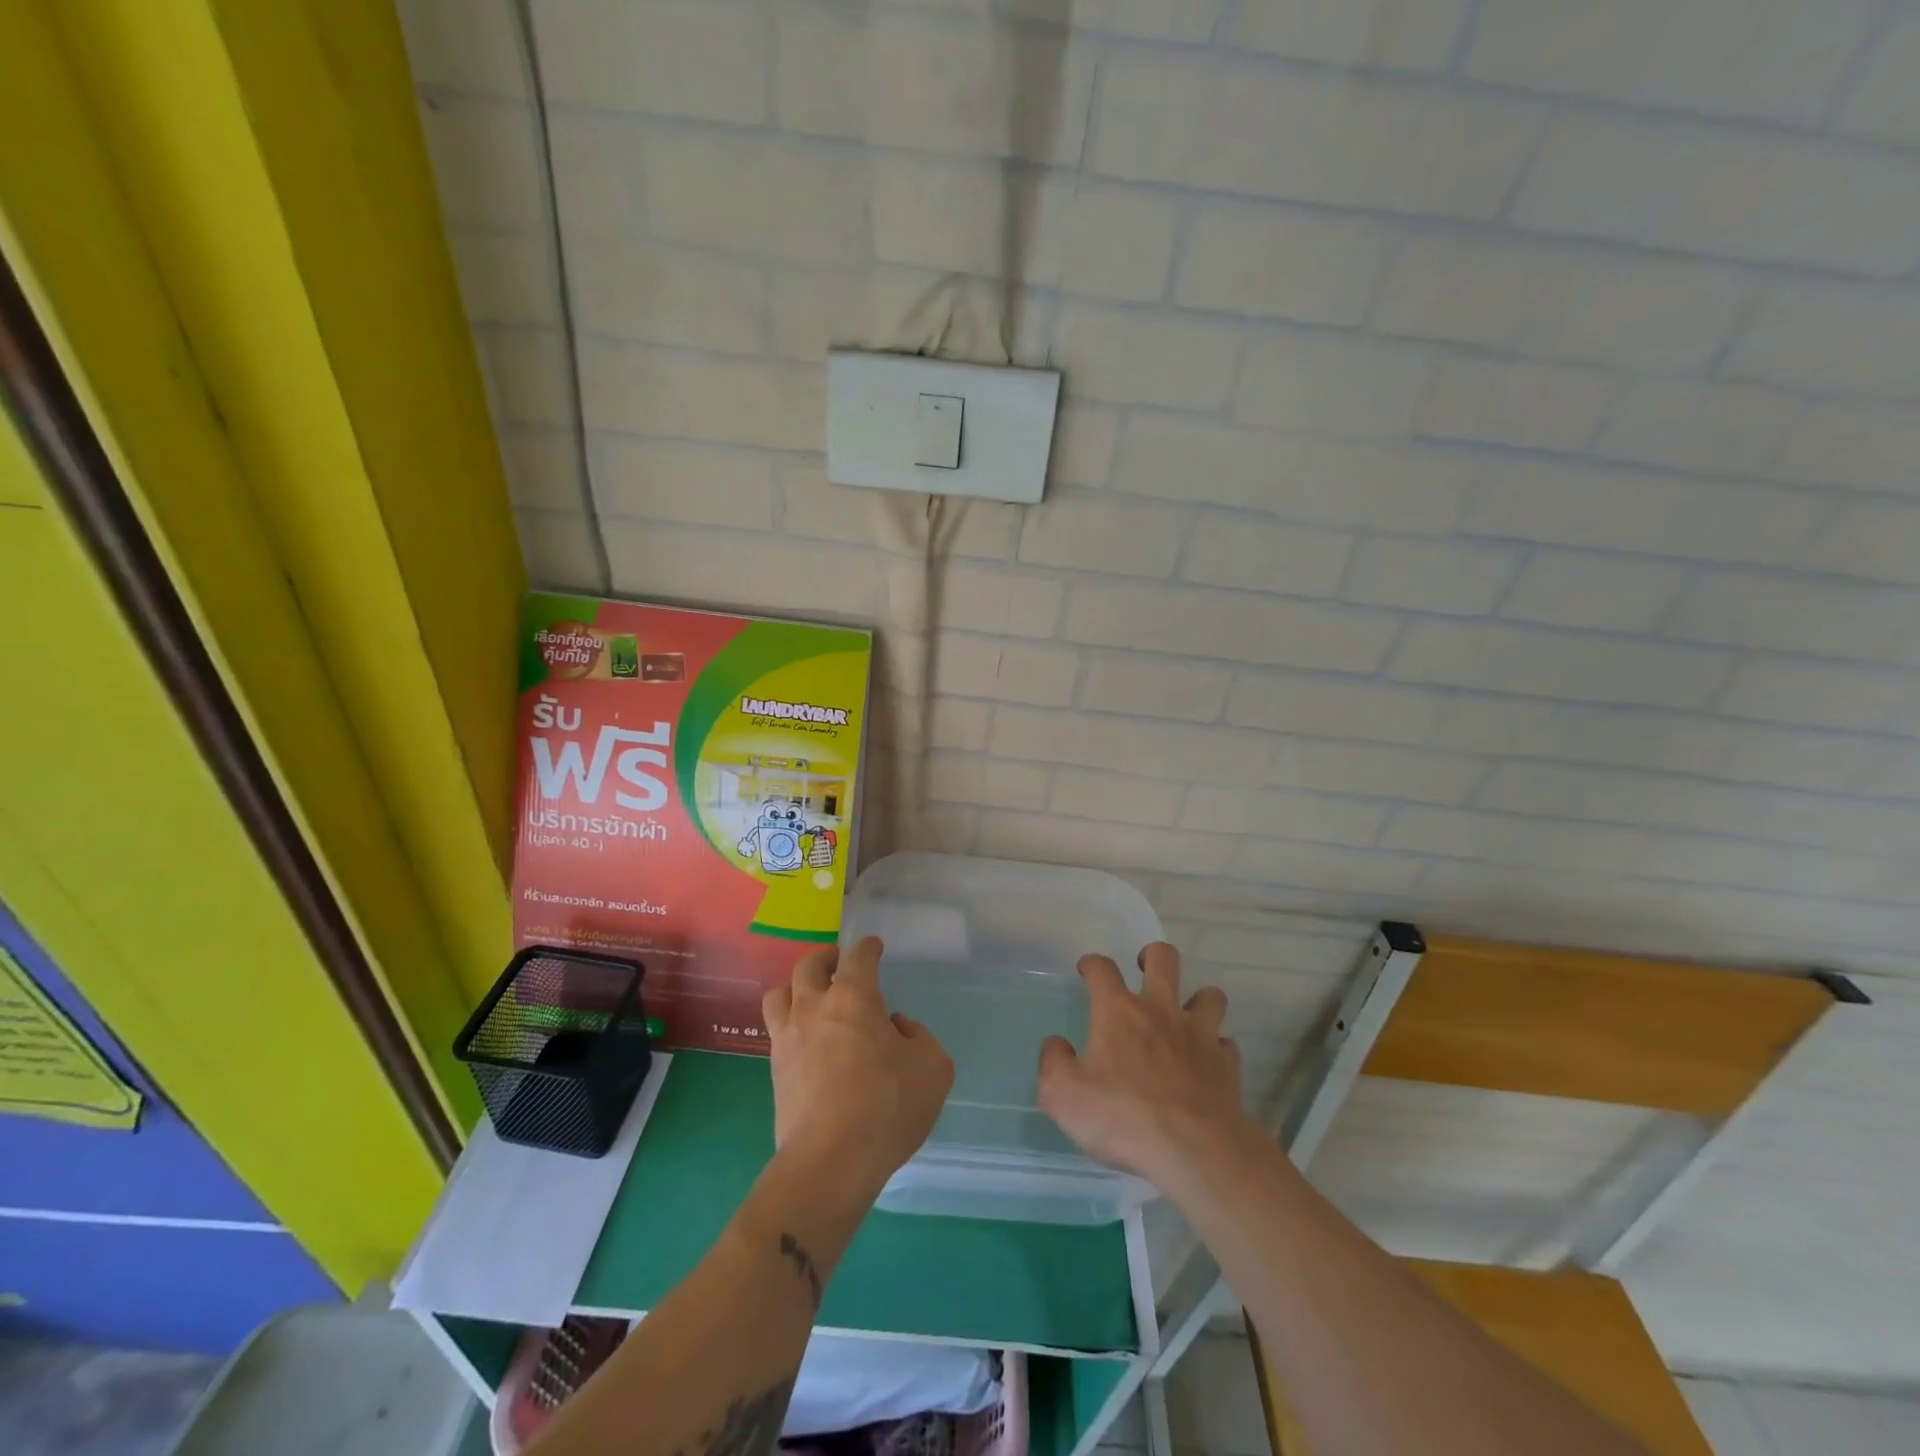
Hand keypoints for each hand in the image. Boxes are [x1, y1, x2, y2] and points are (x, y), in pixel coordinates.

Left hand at [763, 937, 954, 1196]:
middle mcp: (814, 1007)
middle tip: (838, 963)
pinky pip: (776, 1030)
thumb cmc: (887, 1106)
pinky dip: (790, 1022)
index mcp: (854, 997)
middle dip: (826, 958)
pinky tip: (805, 1038)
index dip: (868, 947)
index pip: (858, 956)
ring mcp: (788, 1038)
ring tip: (810, 995)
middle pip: (809, 966)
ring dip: (796, 986)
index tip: (874, 947)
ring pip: (780, 993)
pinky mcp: (774, 1071)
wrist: (831, 1162)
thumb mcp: (933, 1067)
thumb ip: (919, 1037)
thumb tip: (895, 1029)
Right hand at [1038, 942, 1254, 1191]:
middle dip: (1153, 956)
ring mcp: (1199, 1035)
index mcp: (1118, 1012)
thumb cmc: (1123, 1117)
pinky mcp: (1226, 1065)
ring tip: (1184, 1016)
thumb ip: (1053, 1063)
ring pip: (1209, 995)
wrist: (1195, 1151)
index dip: (1092, 964)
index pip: (1102, 968)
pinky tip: (1206, 1062)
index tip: (1087, 971)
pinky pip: (1225, 1043)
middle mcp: (1160, 1011)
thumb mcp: (1063, 1095)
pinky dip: (1216, 1048)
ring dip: (1197, 1000)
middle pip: (1164, 958)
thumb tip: (1057, 1045)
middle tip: (1144, 970)